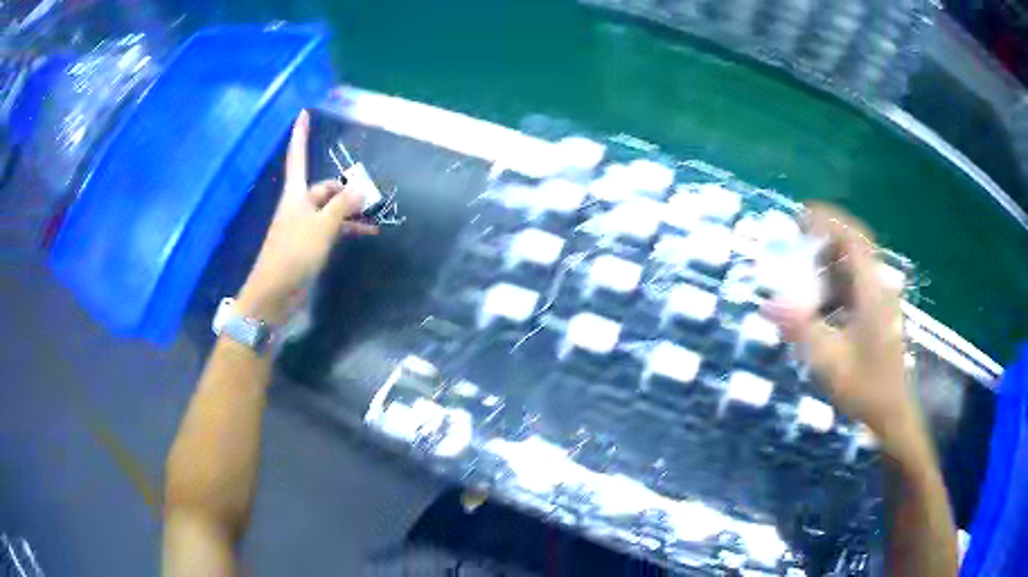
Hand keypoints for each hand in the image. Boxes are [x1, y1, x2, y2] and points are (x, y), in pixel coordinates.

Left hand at [238, 110, 377, 323]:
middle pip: (322, 187)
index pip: (298, 156)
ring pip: (329, 210)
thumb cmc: (294, 253)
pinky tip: (364, 234)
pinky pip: (329, 229)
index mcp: (295, 194)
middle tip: (370, 196)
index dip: (300, 135)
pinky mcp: (306, 245)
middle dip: (345, 189)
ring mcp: (302, 226)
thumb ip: (343, 206)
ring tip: (373, 217)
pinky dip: (345, 229)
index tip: (303, 112)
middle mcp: (298, 205)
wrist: (275, 293)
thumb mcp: (323, 226)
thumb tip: (362, 189)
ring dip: (349, 212)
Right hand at [764, 205, 927, 464]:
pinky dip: (836, 284)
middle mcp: (879, 287)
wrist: (891, 413)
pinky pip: (856, 285)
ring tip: (802, 273)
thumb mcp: (829, 361)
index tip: (801, 214)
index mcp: (872, 291)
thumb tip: (768, 305)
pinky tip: (821, 305)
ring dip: (829, 262)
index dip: (828, 220)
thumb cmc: (864, 387)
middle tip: (796, 239)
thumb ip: (801, 329)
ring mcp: (882, 300)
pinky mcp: (880, 313)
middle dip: (825, 237)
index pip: (852, 239)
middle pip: (854, 246)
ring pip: (855, 266)